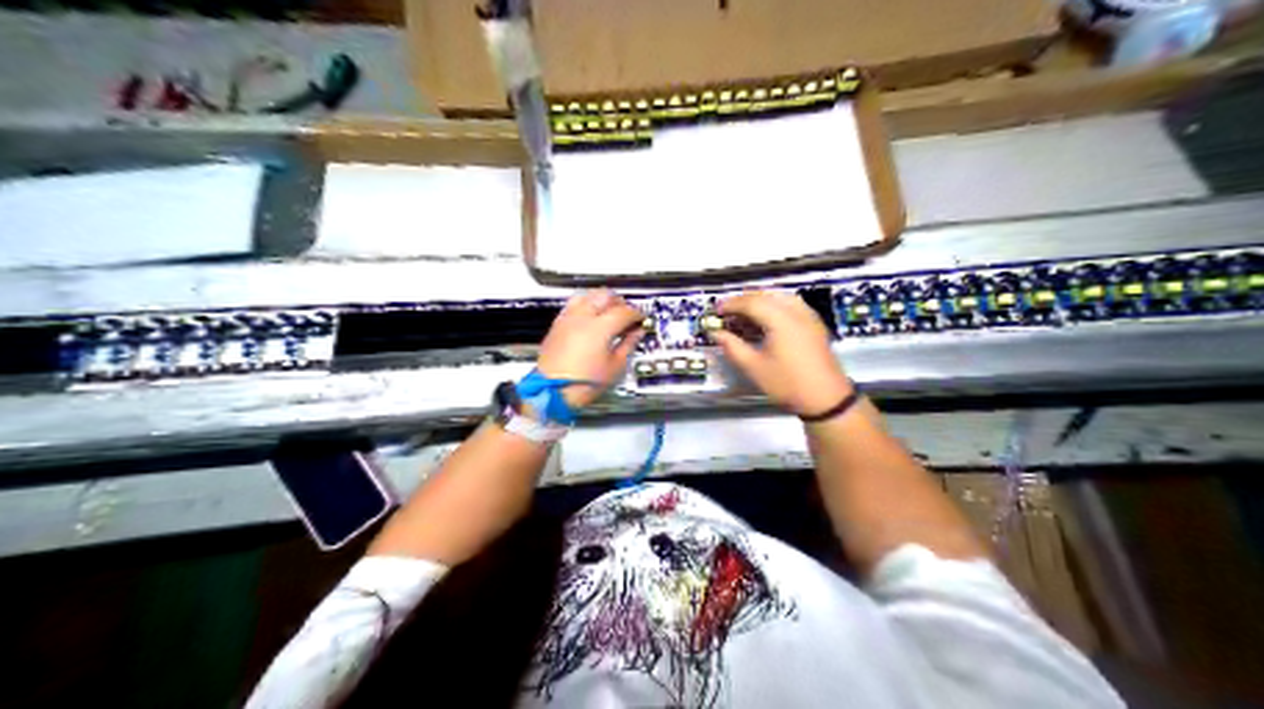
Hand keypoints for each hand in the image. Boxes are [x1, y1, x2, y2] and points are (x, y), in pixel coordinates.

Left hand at [539, 289, 644, 409]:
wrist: (551, 392)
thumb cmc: (585, 383)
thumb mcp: (614, 367)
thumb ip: (628, 344)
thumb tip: (636, 332)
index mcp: (600, 328)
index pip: (624, 311)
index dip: (637, 314)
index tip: (641, 320)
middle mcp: (583, 317)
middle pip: (606, 296)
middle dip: (620, 302)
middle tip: (627, 316)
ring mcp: (568, 318)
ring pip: (588, 295)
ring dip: (602, 299)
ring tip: (609, 312)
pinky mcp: (558, 323)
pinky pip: (574, 304)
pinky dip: (586, 304)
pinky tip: (591, 316)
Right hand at [715, 292, 852, 417]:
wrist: (826, 398)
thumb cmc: (788, 384)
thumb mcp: (754, 368)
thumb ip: (733, 347)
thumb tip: (716, 333)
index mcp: (780, 319)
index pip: (751, 302)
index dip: (731, 304)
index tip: (716, 312)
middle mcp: (795, 311)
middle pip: (765, 295)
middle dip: (744, 300)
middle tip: (727, 311)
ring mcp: (808, 316)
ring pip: (779, 297)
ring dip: (760, 300)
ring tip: (744, 313)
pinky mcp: (814, 324)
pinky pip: (791, 304)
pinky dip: (775, 305)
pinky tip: (767, 318)